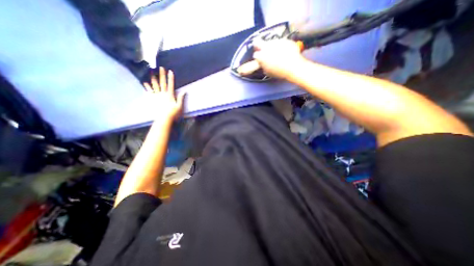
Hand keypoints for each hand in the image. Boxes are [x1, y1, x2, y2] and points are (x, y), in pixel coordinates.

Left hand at [143, 67, 183, 121]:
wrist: (164, 118)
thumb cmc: (173, 113)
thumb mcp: (179, 106)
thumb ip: (180, 98)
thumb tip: (184, 91)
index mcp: (170, 95)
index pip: (171, 85)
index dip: (171, 78)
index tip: (170, 71)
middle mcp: (163, 94)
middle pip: (162, 83)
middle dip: (162, 75)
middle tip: (161, 68)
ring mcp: (157, 96)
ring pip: (155, 86)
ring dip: (154, 79)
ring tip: (152, 73)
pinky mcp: (153, 99)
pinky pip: (149, 92)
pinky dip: (147, 87)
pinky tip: (145, 83)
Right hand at [254, 38, 304, 78]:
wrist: (292, 66)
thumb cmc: (278, 72)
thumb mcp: (268, 72)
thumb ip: (264, 66)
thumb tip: (263, 64)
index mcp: (261, 56)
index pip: (255, 55)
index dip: (257, 57)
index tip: (259, 59)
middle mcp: (266, 46)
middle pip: (257, 42)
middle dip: (258, 45)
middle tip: (262, 50)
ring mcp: (276, 41)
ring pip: (271, 42)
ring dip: (272, 46)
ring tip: (278, 54)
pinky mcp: (284, 40)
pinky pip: (281, 42)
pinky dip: (282, 46)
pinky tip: (286, 53)